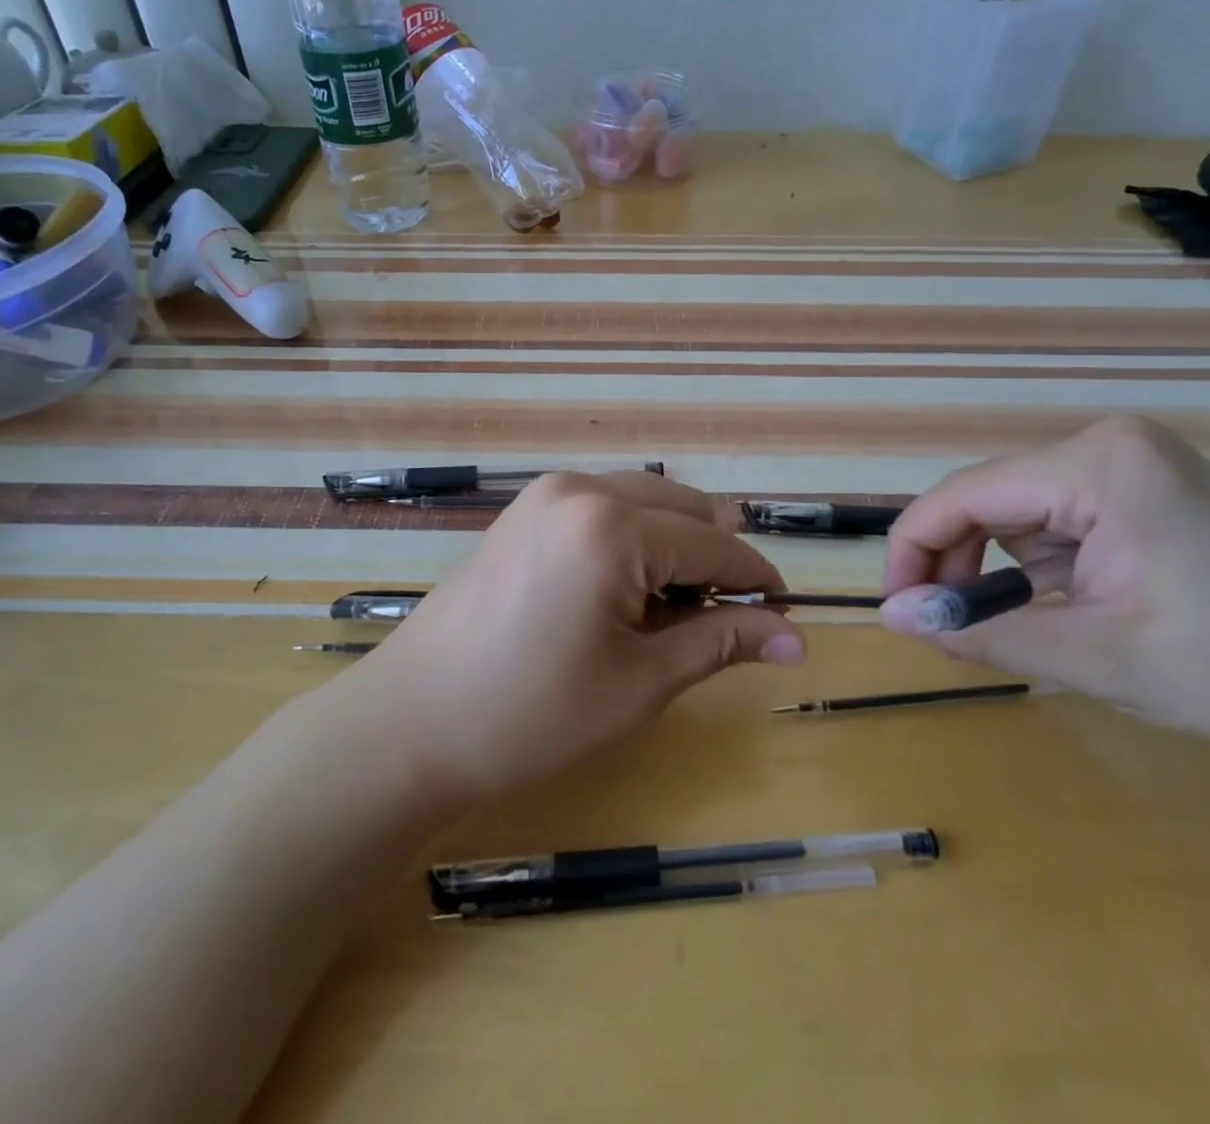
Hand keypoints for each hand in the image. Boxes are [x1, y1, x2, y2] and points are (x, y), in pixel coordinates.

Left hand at [365, 471, 805, 802]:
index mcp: (611, 525)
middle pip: (682, 508)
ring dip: (673, 546)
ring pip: (643, 501)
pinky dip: (632, 539)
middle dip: (713, 559)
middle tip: (721, 624)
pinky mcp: (524, 509)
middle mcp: (579, 488)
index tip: (786, 617)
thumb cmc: (532, 713)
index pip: (713, 543)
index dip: (756, 580)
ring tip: (669, 613)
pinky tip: (622, 591)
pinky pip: (603, 507)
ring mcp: (545, 493)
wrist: (413, 720)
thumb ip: (720, 642)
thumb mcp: (640, 683)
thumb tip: (796, 637)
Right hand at [879, 416, 1209, 787]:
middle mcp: (1105, 445)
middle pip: (987, 497)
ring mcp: (1131, 462)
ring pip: (1017, 509)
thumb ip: (978, 633)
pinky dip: (1038, 562)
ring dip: (998, 565)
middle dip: (957, 561)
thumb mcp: (1092, 657)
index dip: (913, 551)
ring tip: (1013, 624)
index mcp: (1094, 465)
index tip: (898, 611)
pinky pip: (1056, 516)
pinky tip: (1061, 603)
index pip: (961, 495)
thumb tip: (890, 619)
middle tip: (947, 628)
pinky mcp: (1146, 487)